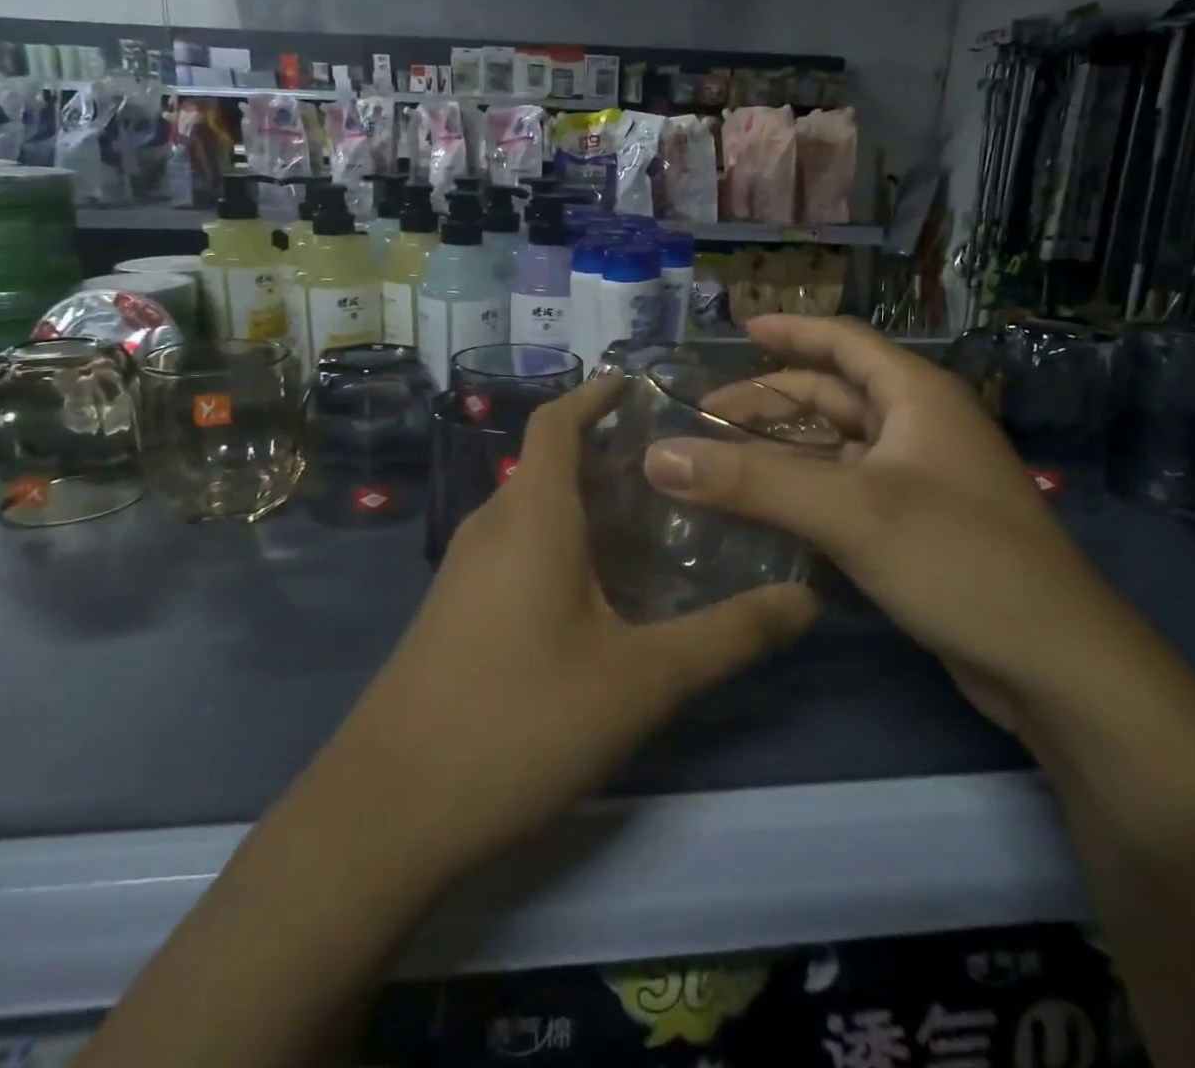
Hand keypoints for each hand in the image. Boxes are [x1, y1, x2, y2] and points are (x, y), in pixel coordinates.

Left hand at [328, 376, 818, 873]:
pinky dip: (556, 539)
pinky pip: (512, 547)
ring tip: (644, 520)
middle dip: (602, 451)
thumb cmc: (521, 721)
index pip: (556, 422)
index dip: (593, 393)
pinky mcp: (451, 610)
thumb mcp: (642, 681)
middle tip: (671, 466)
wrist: (388, 810)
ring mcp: (462, 570)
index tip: (635, 383)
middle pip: (546, 463)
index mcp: (531, 516)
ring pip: (529, 508)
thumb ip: (728, 636)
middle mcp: (491, 527)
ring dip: (580, 499)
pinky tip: (593, 588)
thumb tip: (806, 600)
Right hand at [641, 315, 1130, 732]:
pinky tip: (761, 511)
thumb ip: (750, 482)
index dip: (792, 331)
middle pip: (831, 397)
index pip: (844, 342)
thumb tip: (657, 456)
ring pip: (834, 449)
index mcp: (916, 396)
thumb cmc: (957, 559)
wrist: (1054, 664)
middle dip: (768, 403)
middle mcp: (918, 427)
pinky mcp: (914, 527)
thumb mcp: (848, 512)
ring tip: (718, 463)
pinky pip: (843, 492)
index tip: (739, 329)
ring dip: (779, 453)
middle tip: (704, 419)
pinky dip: (801, 493)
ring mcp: (918, 480)